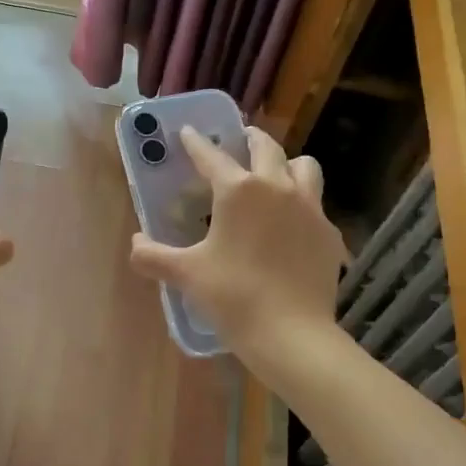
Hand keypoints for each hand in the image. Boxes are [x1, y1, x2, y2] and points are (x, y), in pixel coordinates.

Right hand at [129, 126, 346, 365]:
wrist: (292, 333)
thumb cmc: (233, 297)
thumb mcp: (186, 275)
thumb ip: (153, 256)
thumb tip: (136, 243)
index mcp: (238, 191)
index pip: (211, 156)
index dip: (196, 142)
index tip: (188, 131)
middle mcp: (277, 187)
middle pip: (266, 147)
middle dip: (249, 138)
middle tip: (239, 140)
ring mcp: (310, 208)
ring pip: (304, 166)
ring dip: (286, 163)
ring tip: (275, 174)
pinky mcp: (329, 232)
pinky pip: (317, 205)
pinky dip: (304, 204)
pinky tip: (294, 224)